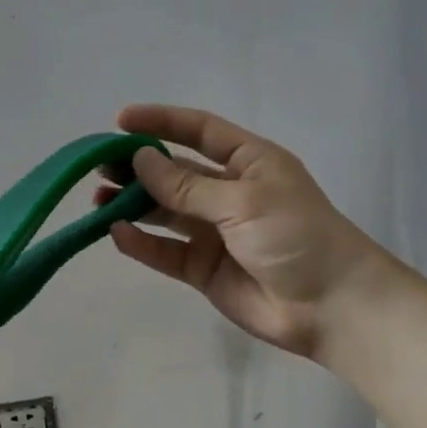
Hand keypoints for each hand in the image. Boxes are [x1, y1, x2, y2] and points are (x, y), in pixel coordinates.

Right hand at [101, 105, 398, 361]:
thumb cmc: (297, 236)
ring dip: (133, 204)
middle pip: (175, 173)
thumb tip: (140, 161)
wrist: (330, 305)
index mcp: (249, 162)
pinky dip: (141, 242)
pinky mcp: (204, 269)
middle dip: (138, 167)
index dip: (161, 122)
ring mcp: (214, 233)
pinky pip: (166, 251)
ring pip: (165, 212)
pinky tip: (116, 232)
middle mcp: (228, 193)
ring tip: (96, 199)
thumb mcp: (244, 201)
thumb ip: (188, 185)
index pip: (199, 132)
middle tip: (98, 166)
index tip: (120, 122)